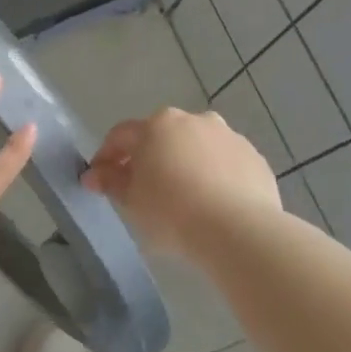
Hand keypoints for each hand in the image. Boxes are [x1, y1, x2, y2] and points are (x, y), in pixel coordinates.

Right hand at [80, 107, 279, 255]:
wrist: (238, 230)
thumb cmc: (171, 211)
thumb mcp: (130, 200)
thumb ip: (110, 181)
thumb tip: (95, 174)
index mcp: (157, 125)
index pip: (121, 136)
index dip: (106, 157)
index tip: (99, 180)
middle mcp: (194, 120)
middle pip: (162, 137)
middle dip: (148, 158)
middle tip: (141, 189)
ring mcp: (229, 137)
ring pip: (196, 148)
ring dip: (184, 165)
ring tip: (181, 198)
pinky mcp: (256, 159)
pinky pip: (225, 165)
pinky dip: (214, 178)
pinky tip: (211, 204)